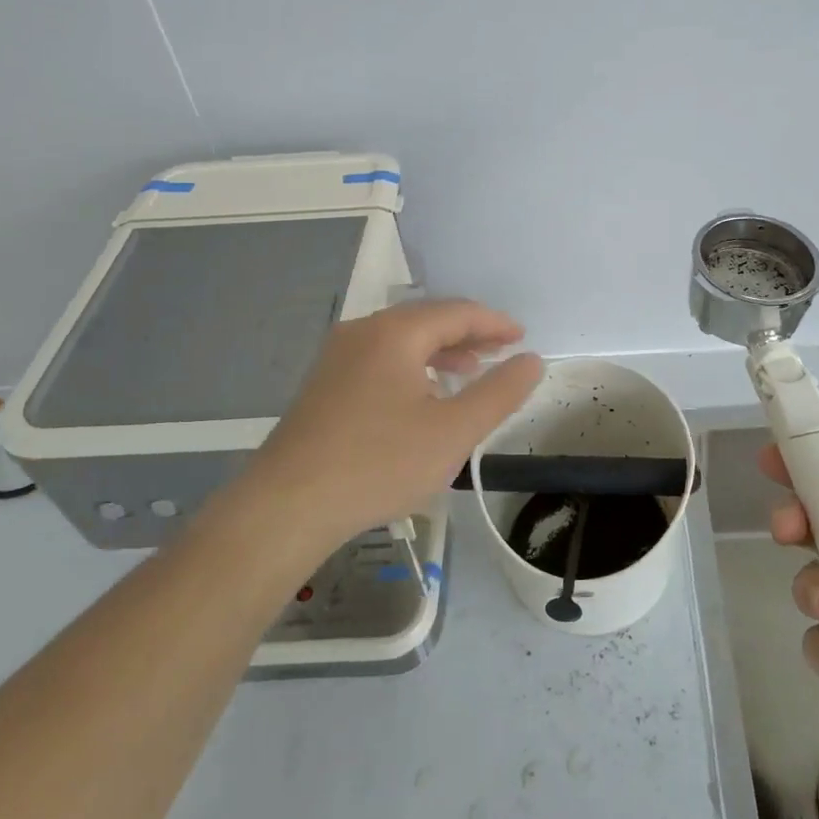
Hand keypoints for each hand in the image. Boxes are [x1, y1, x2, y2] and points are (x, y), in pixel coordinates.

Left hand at [244, 300, 543, 545]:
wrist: (287, 506)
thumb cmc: (379, 464)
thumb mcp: (454, 432)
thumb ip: (500, 393)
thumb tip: (531, 360)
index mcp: (395, 332)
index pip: (457, 312)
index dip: (494, 323)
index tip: (522, 338)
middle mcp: (362, 332)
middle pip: (426, 320)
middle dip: (468, 334)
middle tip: (501, 351)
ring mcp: (337, 358)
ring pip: (401, 341)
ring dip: (440, 352)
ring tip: (469, 372)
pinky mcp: (323, 386)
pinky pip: (379, 360)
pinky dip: (411, 367)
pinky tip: (421, 398)